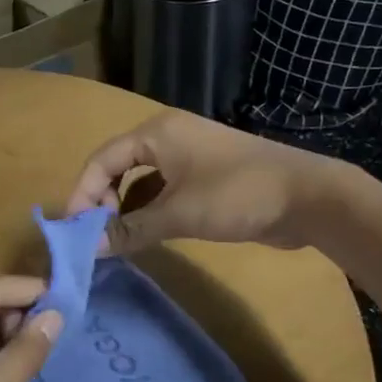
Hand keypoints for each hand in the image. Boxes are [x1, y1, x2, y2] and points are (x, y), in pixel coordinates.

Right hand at [65, 110, 332, 255]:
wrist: (308, 197)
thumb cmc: (237, 195)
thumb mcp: (178, 214)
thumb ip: (130, 229)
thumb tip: (89, 248)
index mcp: (157, 133)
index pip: (101, 159)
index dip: (82, 192)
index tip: (74, 228)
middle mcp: (168, 138)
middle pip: (117, 167)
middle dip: (102, 200)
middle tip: (97, 235)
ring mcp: (188, 156)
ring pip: (140, 180)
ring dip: (125, 208)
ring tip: (115, 240)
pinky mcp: (205, 177)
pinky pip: (162, 190)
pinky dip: (148, 210)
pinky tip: (144, 235)